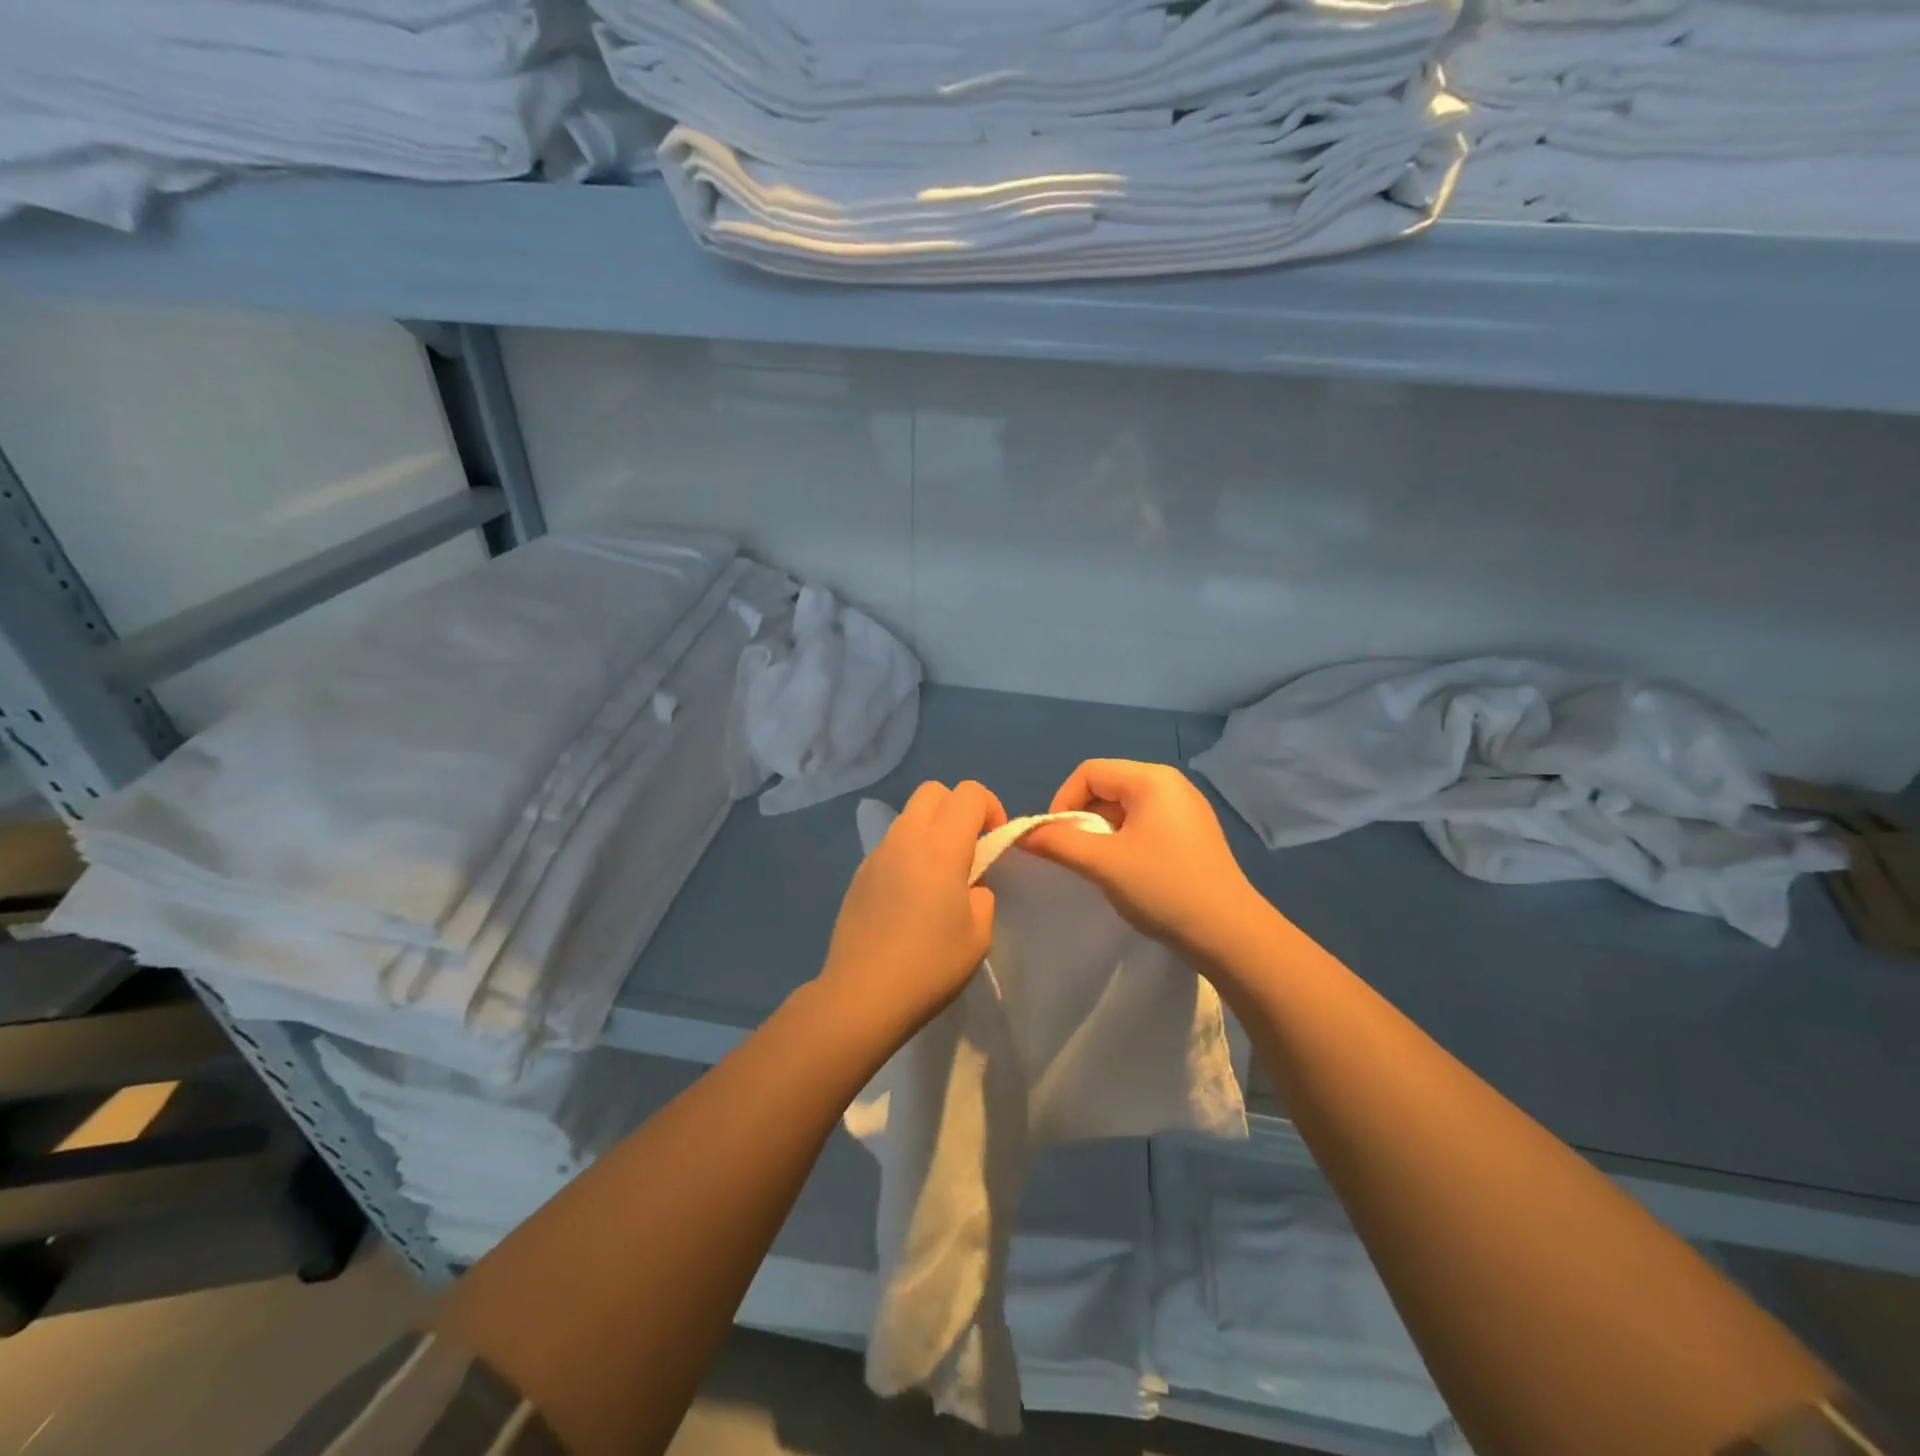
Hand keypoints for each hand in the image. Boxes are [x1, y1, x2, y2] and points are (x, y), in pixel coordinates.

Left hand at [817, 779, 1005, 1041]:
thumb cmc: (930, 964)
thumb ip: (982, 896)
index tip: (996, 841)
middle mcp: (906, 837)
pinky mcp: (859, 874)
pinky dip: (908, 853)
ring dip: (931, 829)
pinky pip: (890, 845)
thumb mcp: (978, 934)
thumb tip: (970, 886)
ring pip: (908, 816)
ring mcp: (877, 853)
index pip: (969, 793)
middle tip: (969, 847)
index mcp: (941, 845)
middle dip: (957, 808)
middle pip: (933, 791)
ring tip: (939, 874)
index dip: (990, 807)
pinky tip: (910, 896)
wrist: (862, 993)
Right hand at [1020, 759, 1265, 964]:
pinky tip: (1127, 872)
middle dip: (1082, 817)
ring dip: (1102, 832)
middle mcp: (1171, 784)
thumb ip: (1057, 842)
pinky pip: (1145, 824)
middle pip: (1107, 786)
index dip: (1062, 801)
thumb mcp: (1102, 863)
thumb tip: (1020, 833)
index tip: (1055, 839)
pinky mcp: (1192, 834)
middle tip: (1075, 855)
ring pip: (1124, 807)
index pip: (1089, 772)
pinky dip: (1124, 840)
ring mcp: (1186, 809)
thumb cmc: (1163, 888)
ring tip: (1100, 866)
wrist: (1230, 935)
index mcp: (1151, 779)